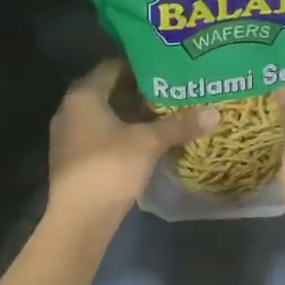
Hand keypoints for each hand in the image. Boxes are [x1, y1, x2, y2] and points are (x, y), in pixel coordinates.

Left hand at [47, 61, 217, 229]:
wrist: (78, 219)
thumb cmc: (110, 168)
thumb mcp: (149, 143)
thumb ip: (179, 125)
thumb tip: (216, 112)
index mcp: (84, 95)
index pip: (112, 66)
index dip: (140, 65)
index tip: (166, 66)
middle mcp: (70, 109)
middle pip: (108, 90)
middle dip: (139, 90)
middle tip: (171, 88)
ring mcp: (68, 135)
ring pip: (104, 114)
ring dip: (131, 113)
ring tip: (164, 112)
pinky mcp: (73, 158)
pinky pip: (99, 134)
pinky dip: (121, 132)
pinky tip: (145, 139)